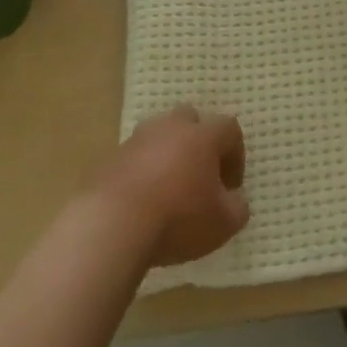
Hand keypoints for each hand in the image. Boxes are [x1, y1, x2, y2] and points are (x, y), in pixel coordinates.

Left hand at [95, 107, 249, 266]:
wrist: (111, 226)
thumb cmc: (178, 218)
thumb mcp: (223, 223)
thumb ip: (237, 208)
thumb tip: (235, 200)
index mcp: (203, 135)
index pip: (230, 129)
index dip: (235, 155)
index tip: (230, 187)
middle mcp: (171, 127)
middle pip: (190, 120)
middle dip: (198, 142)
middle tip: (199, 176)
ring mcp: (137, 140)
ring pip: (159, 136)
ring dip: (167, 155)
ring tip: (167, 189)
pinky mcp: (109, 159)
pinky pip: (133, 159)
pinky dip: (140, 173)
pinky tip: (140, 202)